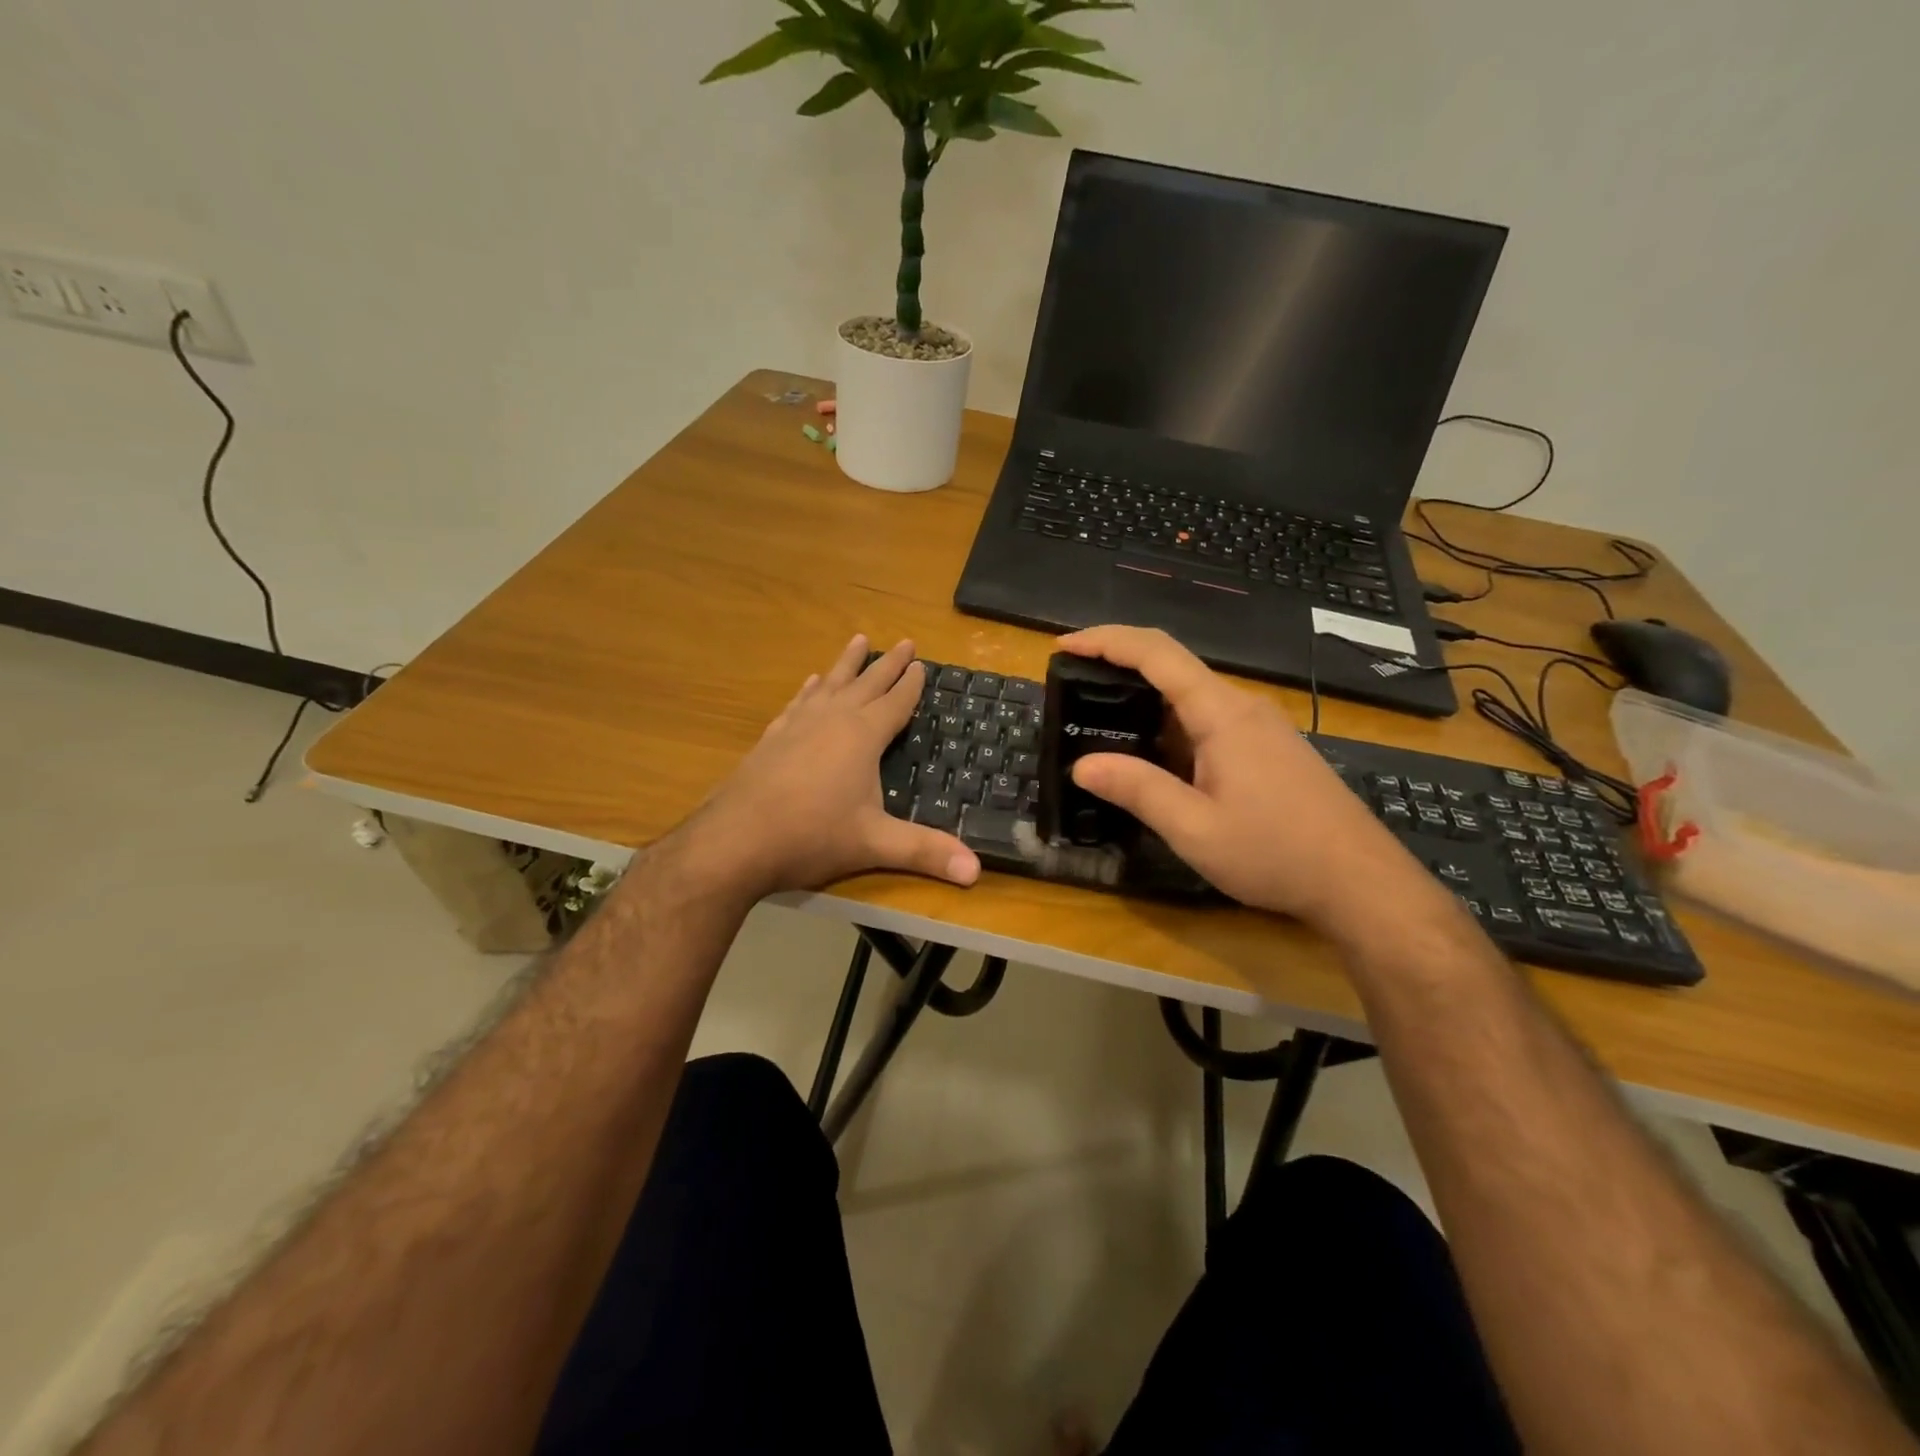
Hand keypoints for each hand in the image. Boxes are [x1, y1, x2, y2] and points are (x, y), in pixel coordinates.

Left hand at [681, 635, 980, 899]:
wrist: (736, 839)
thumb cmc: (812, 836)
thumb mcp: (875, 844)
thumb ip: (925, 852)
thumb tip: (977, 871)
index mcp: (863, 736)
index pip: (896, 702)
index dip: (912, 684)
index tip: (922, 663)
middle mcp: (832, 719)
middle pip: (867, 683)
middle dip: (888, 663)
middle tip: (904, 641)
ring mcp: (799, 724)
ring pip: (831, 683)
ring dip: (847, 663)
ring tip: (858, 641)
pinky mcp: (773, 737)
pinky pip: (800, 701)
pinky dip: (811, 688)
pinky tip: (811, 683)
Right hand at [1057, 625, 1424, 930]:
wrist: (1360, 882)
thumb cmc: (1275, 853)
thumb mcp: (1195, 829)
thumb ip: (1138, 790)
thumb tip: (1083, 765)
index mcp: (1222, 714)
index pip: (1157, 654)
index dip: (1107, 640)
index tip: (1064, 645)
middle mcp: (1242, 707)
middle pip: (1173, 667)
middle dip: (1119, 667)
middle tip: (1073, 687)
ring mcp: (1261, 727)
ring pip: (1192, 696)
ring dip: (1145, 701)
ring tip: (1102, 723)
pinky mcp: (1269, 748)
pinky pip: (1209, 720)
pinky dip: (1171, 725)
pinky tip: (1154, 755)